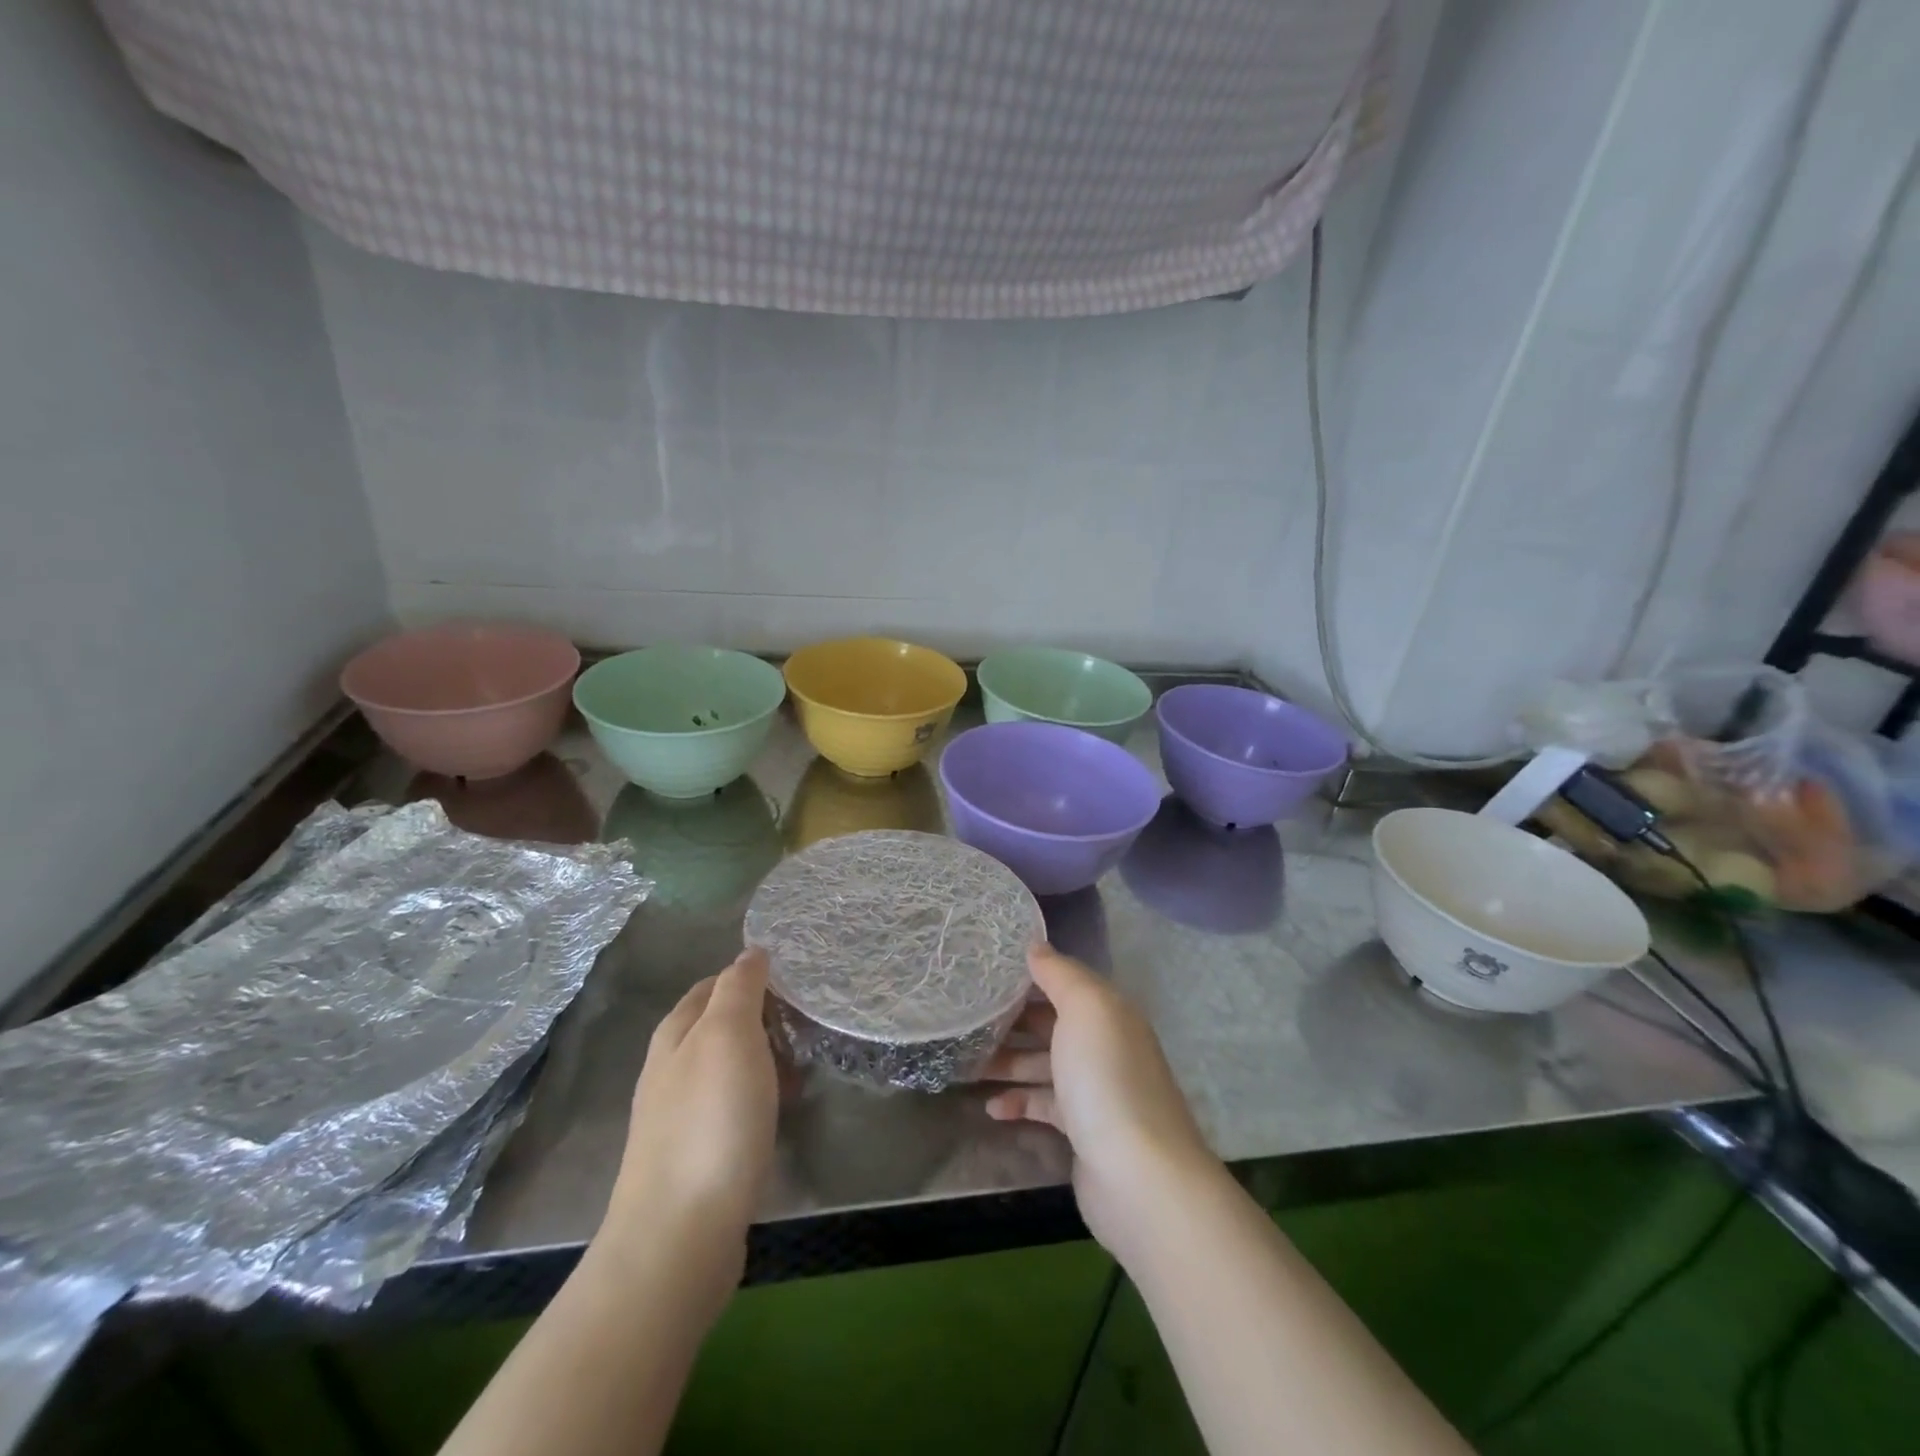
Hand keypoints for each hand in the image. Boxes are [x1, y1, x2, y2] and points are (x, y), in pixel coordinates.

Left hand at [599, 948, 778, 1299]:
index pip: (714, 984)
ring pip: (729, 1068)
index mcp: (675, 1033)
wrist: (679, 1236)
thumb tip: (750, 951)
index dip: (753, 978)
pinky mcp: (695, 1156)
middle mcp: (670, 1068)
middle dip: (764, 1020)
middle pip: (721, 1026)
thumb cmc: (710, 1121)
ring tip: (803, 1070)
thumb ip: (739, 988)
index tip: (796, 984)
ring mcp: (679, 1116)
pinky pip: (733, 1107)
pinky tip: (779, 1113)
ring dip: (766, 1061)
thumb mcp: (728, 1035)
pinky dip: (759, 1099)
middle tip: (807, 1028)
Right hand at [984, 944, 1224, 1264]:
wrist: (1140, 1176)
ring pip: (1043, 1064)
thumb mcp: (1085, 1009)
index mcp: (1108, 1011)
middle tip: (965, 1017)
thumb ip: (1059, 974)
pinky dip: (1019, 1102)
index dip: (1027, 974)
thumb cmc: (1106, 1078)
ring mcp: (1095, 1089)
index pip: (1063, 981)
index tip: (984, 971)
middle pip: (1050, 1022)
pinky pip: (1044, 1105)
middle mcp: (1104, 1044)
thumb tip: (1035, 946)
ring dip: (1007, 1062)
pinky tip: (991, 1108)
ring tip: (965, 1063)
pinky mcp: (1083, 1129)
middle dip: (1010, 1019)